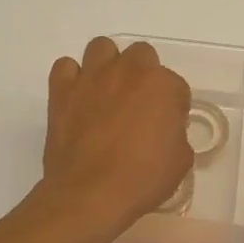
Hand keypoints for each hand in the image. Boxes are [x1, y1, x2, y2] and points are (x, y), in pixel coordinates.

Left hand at [40, 37, 192, 239]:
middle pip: (142, 54)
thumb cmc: (143, 179)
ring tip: (108, 92)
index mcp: (162, 85)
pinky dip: (72, 78)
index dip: (173, 107)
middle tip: (139, 105)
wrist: (91, 194)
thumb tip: (165, 131)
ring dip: (108, 65)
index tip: (167, 126)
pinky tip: (78, 98)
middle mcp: (128, 71)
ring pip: (102, 48)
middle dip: (144, 75)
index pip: (176, 85)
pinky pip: (66, 67)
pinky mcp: (62, 90)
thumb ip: (177, 134)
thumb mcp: (181, 160)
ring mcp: (92, 77)